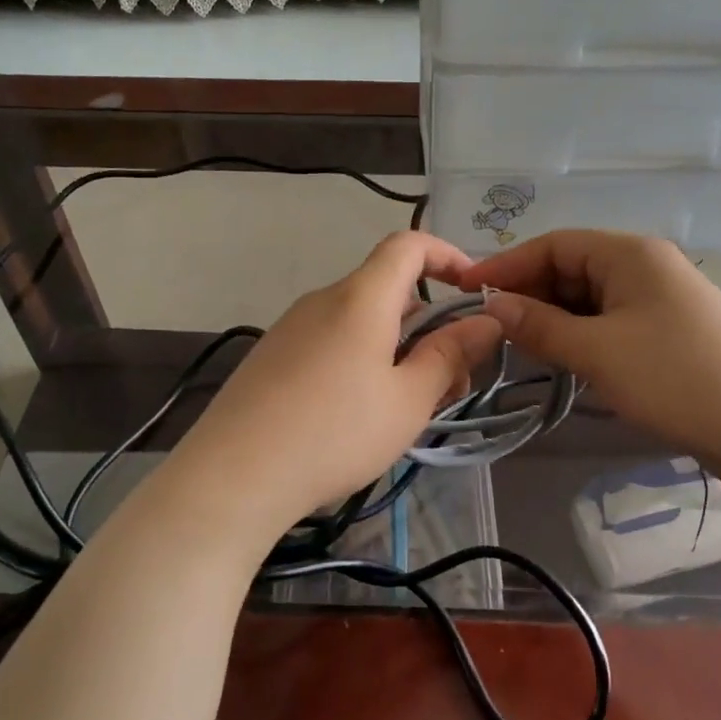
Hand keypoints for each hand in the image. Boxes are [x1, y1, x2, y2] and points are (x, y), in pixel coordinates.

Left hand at [172, 231, 502, 536]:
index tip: (475, 292)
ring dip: (398, 350)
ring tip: (409, 409)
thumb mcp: (408, 400)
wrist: (235, 474)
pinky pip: (332, 342)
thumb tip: (485, 321)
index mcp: (361, 298)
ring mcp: (292, 327)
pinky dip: (362, 361)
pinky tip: (360, 415)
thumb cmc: (335, 433)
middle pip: (388, 291)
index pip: (408, 245)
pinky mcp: (272, 356)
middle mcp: (323, 299)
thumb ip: (450, 355)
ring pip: (361, 323)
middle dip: (430, 326)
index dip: (448, 255)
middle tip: (451, 383)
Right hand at [459, 231, 720, 487]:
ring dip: (552, 317)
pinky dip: (579, 334)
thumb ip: (539, 325)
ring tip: (518, 346)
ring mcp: (659, 298)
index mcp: (629, 253)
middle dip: (528, 293)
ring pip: (588, 297)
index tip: (466, 292)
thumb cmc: (677, 378)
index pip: (553, 244)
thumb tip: (489, 305)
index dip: (506, 265)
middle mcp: (644, 265)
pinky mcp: (668, 330)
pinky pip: (609, 320)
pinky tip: (562, 358)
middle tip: (490, 327)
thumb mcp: (597, 351)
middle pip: (570, 267)